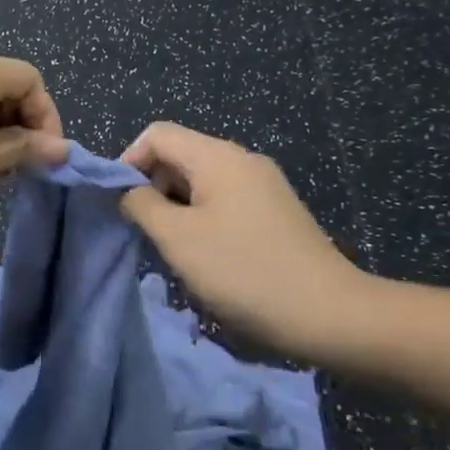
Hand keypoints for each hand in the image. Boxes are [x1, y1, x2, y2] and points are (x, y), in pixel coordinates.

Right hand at [120, 122, 372, 359]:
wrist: (329, 314)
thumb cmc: (243, 270)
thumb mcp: (177, 238)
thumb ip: (141, 205)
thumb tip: (128, 190)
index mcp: (217, 156)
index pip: (157, 135)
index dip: (129, 161)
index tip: (120, 203)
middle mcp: (241, 160)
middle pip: (179, 156)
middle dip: (152, 187)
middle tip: (145, 232)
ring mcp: (263, 186)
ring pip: (200, 182)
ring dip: (175, 208)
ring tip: (172, 250)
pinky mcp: (275, 211)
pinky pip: (224, 201)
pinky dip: (202, 219)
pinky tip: (204, 256)